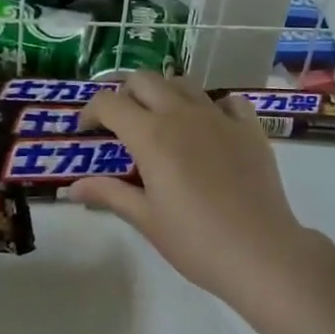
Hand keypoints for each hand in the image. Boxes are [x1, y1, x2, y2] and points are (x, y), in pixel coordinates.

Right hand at [71, 73, 324, 306]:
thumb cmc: (195, 241)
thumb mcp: (146, 219)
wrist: (262, 252)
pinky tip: (209, 126)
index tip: (87, 131)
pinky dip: (211, 105)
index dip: (91, 112)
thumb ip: (109, 194)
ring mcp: (219, 117)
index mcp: (151, 135)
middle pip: (144, 80)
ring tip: (161, 121)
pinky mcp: (250, 128)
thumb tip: (72, 187)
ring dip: (164, 93)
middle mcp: (182, 115)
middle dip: (125, 94)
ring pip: (183, 83)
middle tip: (121, 122)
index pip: (109, 103)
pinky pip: (227, 100)